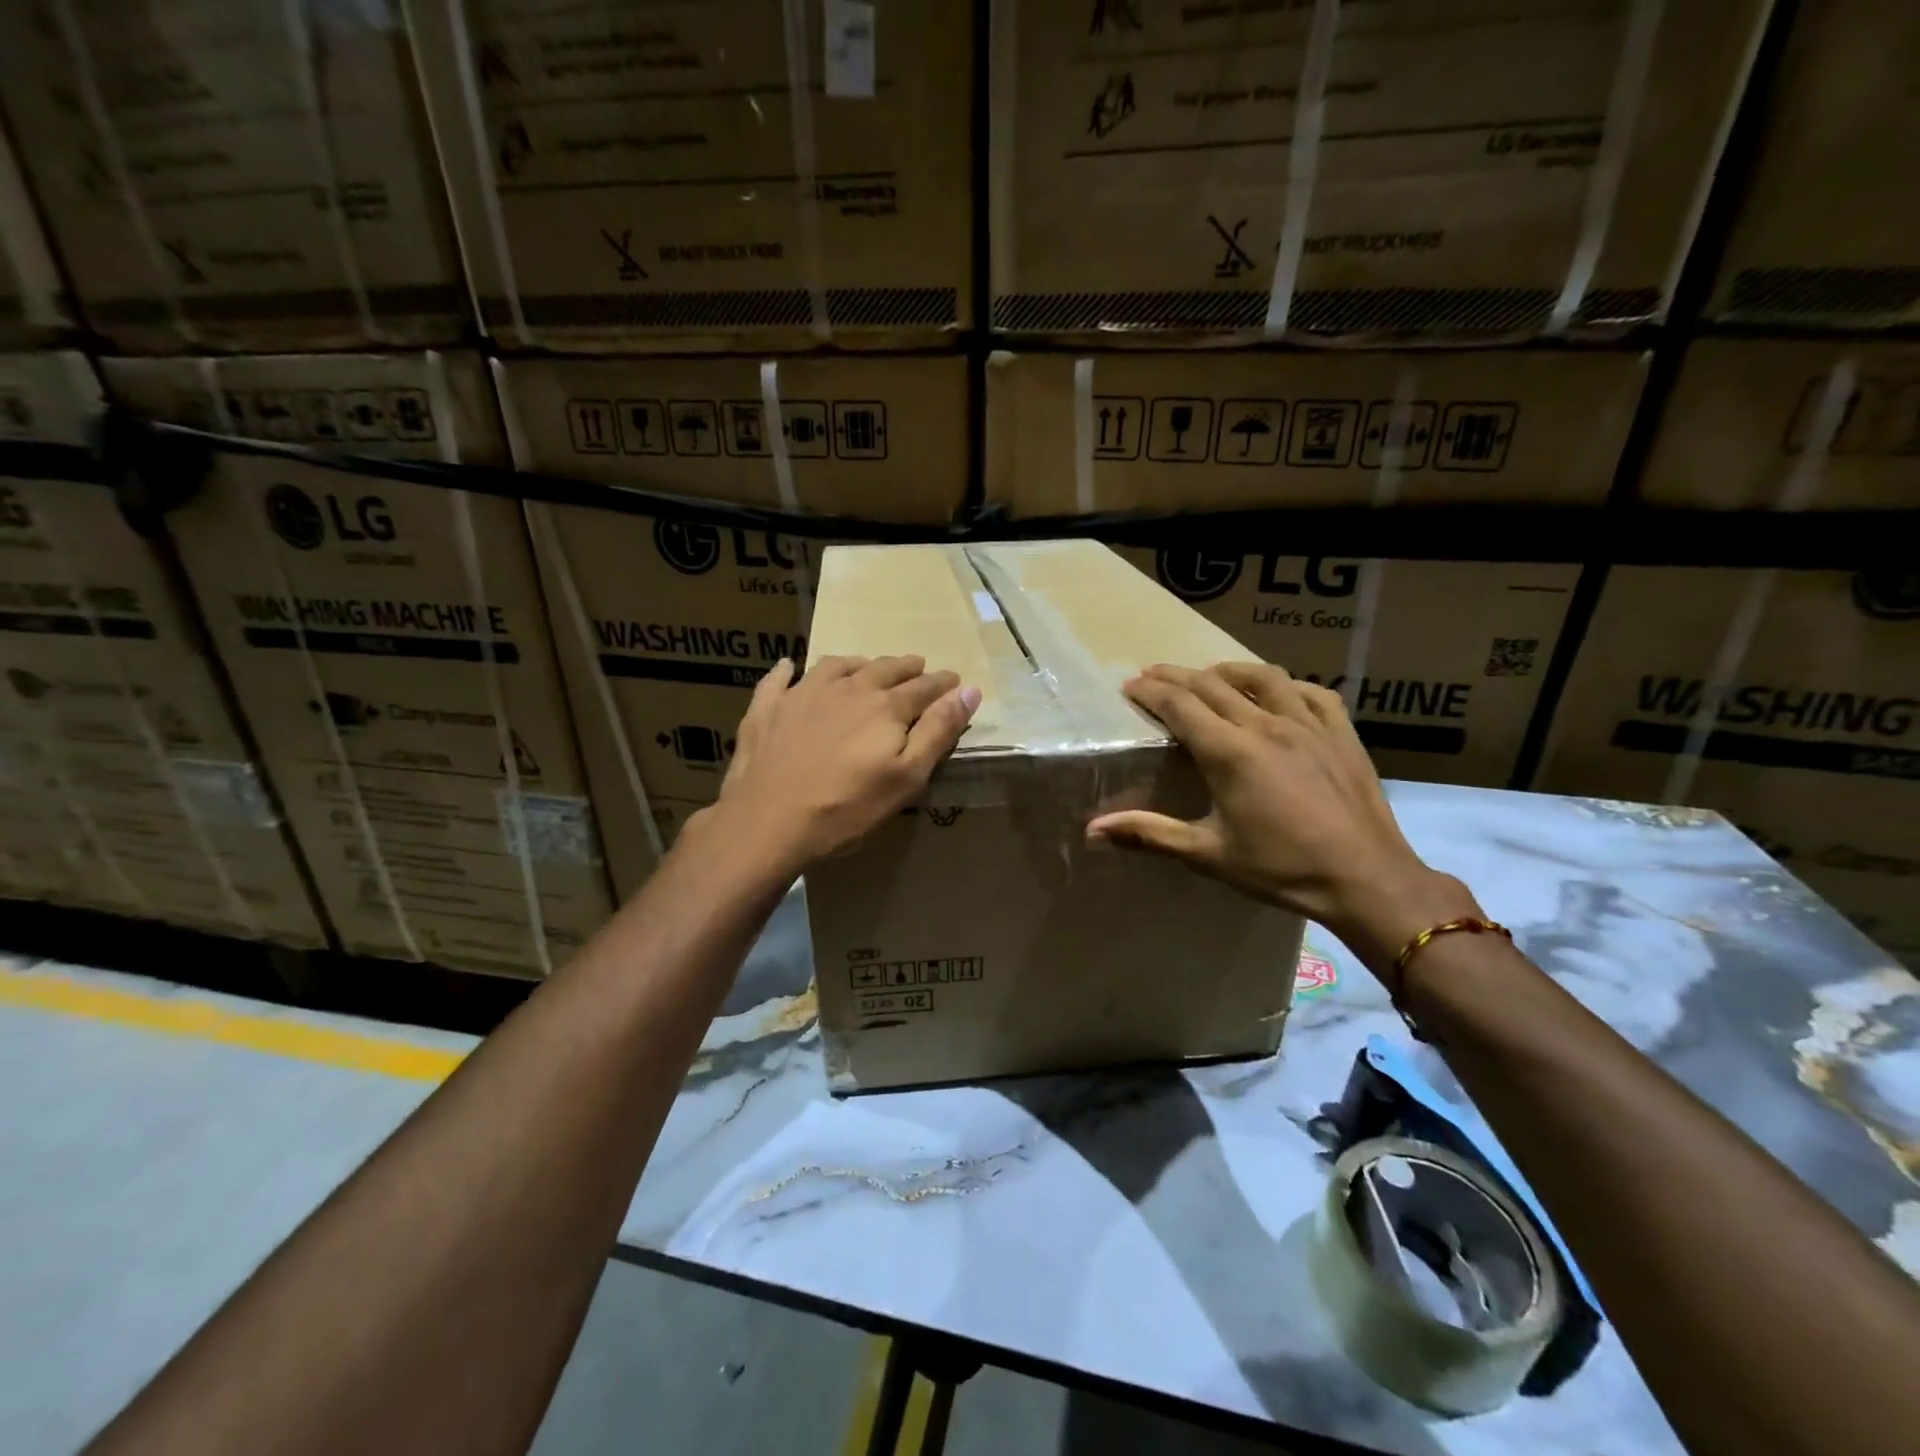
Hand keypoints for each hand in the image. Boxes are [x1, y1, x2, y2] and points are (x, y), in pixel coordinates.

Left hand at [701, 655, 980, 873]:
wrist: (768, 821)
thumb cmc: (847, 808)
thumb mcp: (906, 776)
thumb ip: (939, 730)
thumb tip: (969, 690)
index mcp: (885, 706)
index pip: (923, 687)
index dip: (942, 683)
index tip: (954, 679)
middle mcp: (847, 688)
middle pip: (884, 669)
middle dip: (906, 667)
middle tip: (918, 666)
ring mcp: (803, 694)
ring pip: (837, 666)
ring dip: (858, 663)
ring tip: (866, 666)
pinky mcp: (767, 708)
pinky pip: (779, 679)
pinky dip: (788, 670)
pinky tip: (789, 667)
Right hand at [1085, 662, 1477, 977]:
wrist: (1366, 879)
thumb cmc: (1281, 869)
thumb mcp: (1208, 855)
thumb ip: (1149, 834)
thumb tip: (1092, 831)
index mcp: (1230, 752)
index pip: (1179, 704)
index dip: (1150, 691)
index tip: (1129, 684)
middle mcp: (1266, 725)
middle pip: (1212, 683)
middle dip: (1176, 675)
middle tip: (1153, 674)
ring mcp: (1308, 724)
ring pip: (1262, 676)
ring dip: (1228, 669)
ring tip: (1210, 674)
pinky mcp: (1340, 732)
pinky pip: (1311, 691)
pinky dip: (1286, 685)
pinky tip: (1279, 692)